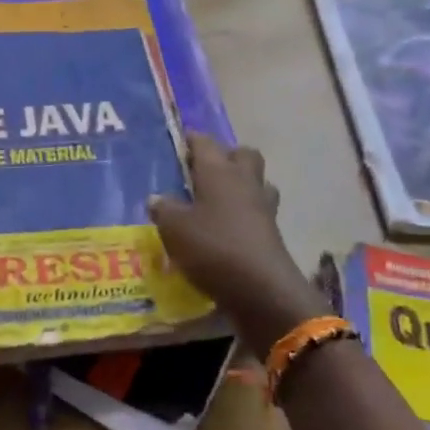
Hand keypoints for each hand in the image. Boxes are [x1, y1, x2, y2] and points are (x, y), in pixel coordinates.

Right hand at [149, 134, 327, 349]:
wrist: (262, 290)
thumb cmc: (213, 247)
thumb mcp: (174, 228)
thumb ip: (164, 209)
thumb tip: (157, 199)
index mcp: (219, 171)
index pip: (204, 142)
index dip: (190, 140)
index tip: (176, 145)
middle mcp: (244, 181)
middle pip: (242, 155)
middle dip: (224, 157)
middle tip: (200, 173)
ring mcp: (263, 207)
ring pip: (255, 182)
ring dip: (239, 186)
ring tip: (214, 201)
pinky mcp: (272, 233)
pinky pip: (257, 212)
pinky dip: (243, 215)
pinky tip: (224, 229)